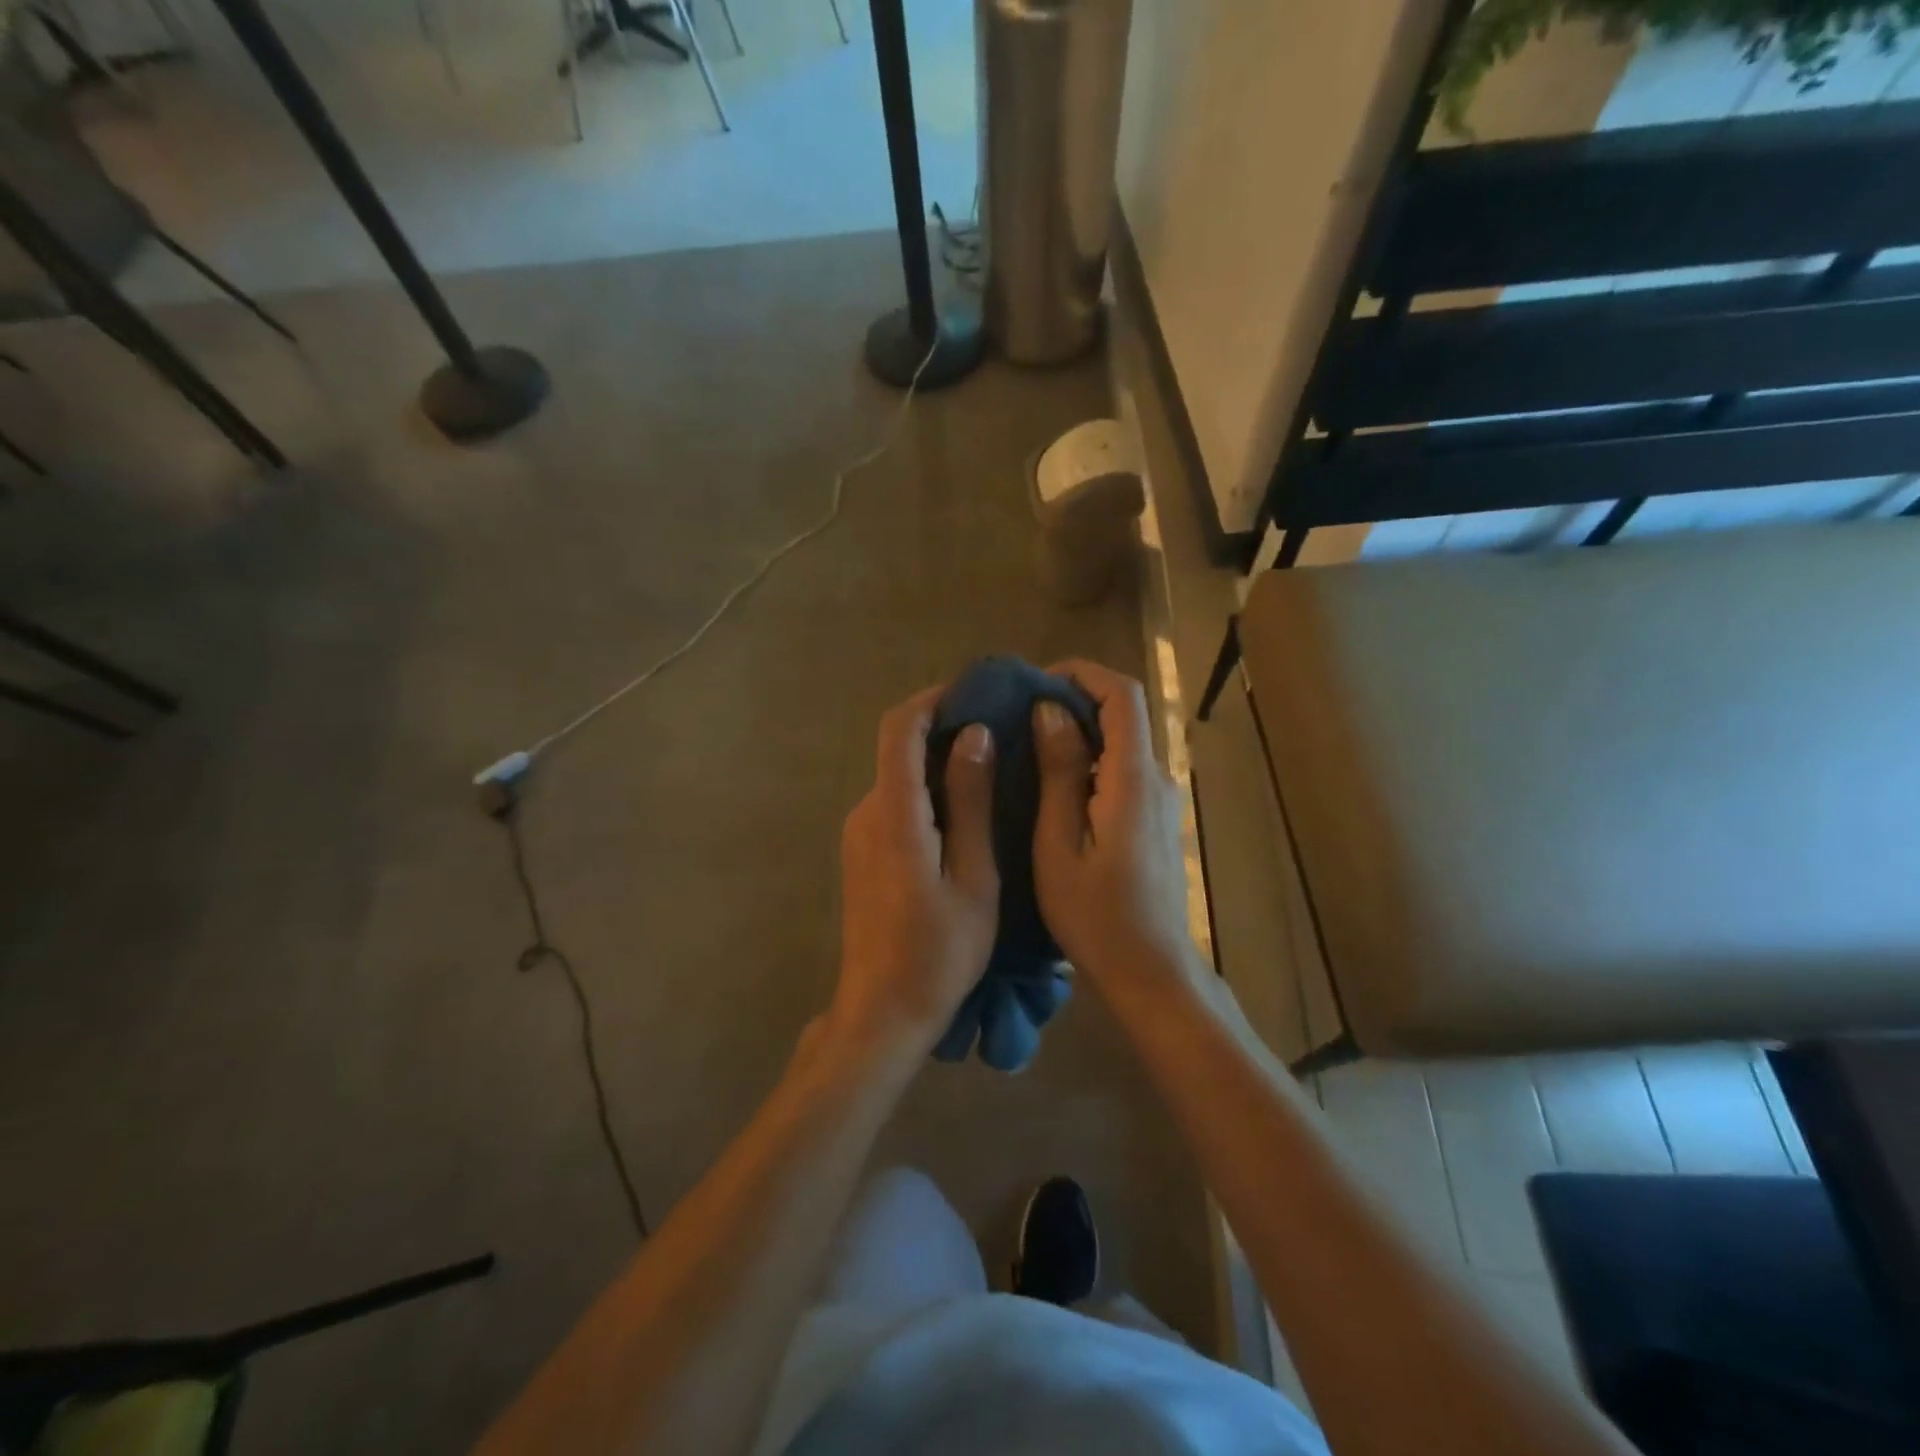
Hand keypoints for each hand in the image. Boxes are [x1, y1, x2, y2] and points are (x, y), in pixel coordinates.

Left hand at [832, 687, 998, 1058]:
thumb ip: (970, 801)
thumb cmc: (939, 950)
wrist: (883, 1011)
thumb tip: (974, 735)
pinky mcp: (862, 853)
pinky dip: (928, 793)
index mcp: (894, 814)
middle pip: (898, 750)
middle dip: (944, 731)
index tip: (972, 692)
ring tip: (992, 771)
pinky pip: (895, 805)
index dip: (931, 700)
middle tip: (999, 734)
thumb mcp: (972, 875)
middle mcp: (866, 813)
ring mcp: (859, 834)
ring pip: (899, 778)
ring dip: (939, 765)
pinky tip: (965, 813)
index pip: (899, 730)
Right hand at [1032, 661, 1196, 991]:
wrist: (1151, 971)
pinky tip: (1053, 785)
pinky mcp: (1156, 818)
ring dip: (1079, 731)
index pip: (1122, 694)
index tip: (1036, 684)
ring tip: (1028, 746)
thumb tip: (1051, 711)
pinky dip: (1090, 760)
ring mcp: (1161, 799)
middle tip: (1020, 717)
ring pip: (1122, 742)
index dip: (1082, 674)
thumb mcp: (1059, 845)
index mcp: (1133, 778)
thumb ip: (1059, 773)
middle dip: (1073, 700)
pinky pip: (1123, 770)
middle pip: (1124, 713)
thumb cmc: (1096, 916)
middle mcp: (1157, 778)